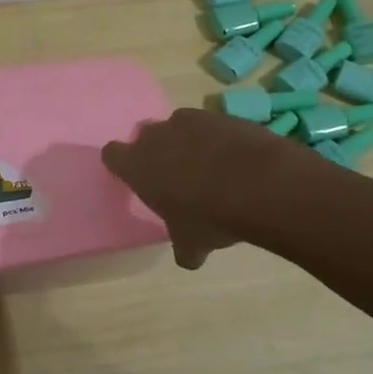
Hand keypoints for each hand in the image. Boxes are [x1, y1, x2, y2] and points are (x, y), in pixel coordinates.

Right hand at [101, 108, 292, 269]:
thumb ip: (183, 248)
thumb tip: (189, 257)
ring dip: (186, 141)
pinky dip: (216, 138)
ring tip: (207, 166)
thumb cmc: (210, 217)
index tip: (135, 178)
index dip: (122, 165)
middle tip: (172, 174)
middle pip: (144, 135)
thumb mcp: (192, 243)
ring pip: (177, 126)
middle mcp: (157, 137)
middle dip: (155, 150)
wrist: (260, 184)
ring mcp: (189, 121)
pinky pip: (209, 125)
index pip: (112, 154)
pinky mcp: (221, 115)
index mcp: (137, 166)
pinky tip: (233, 159)